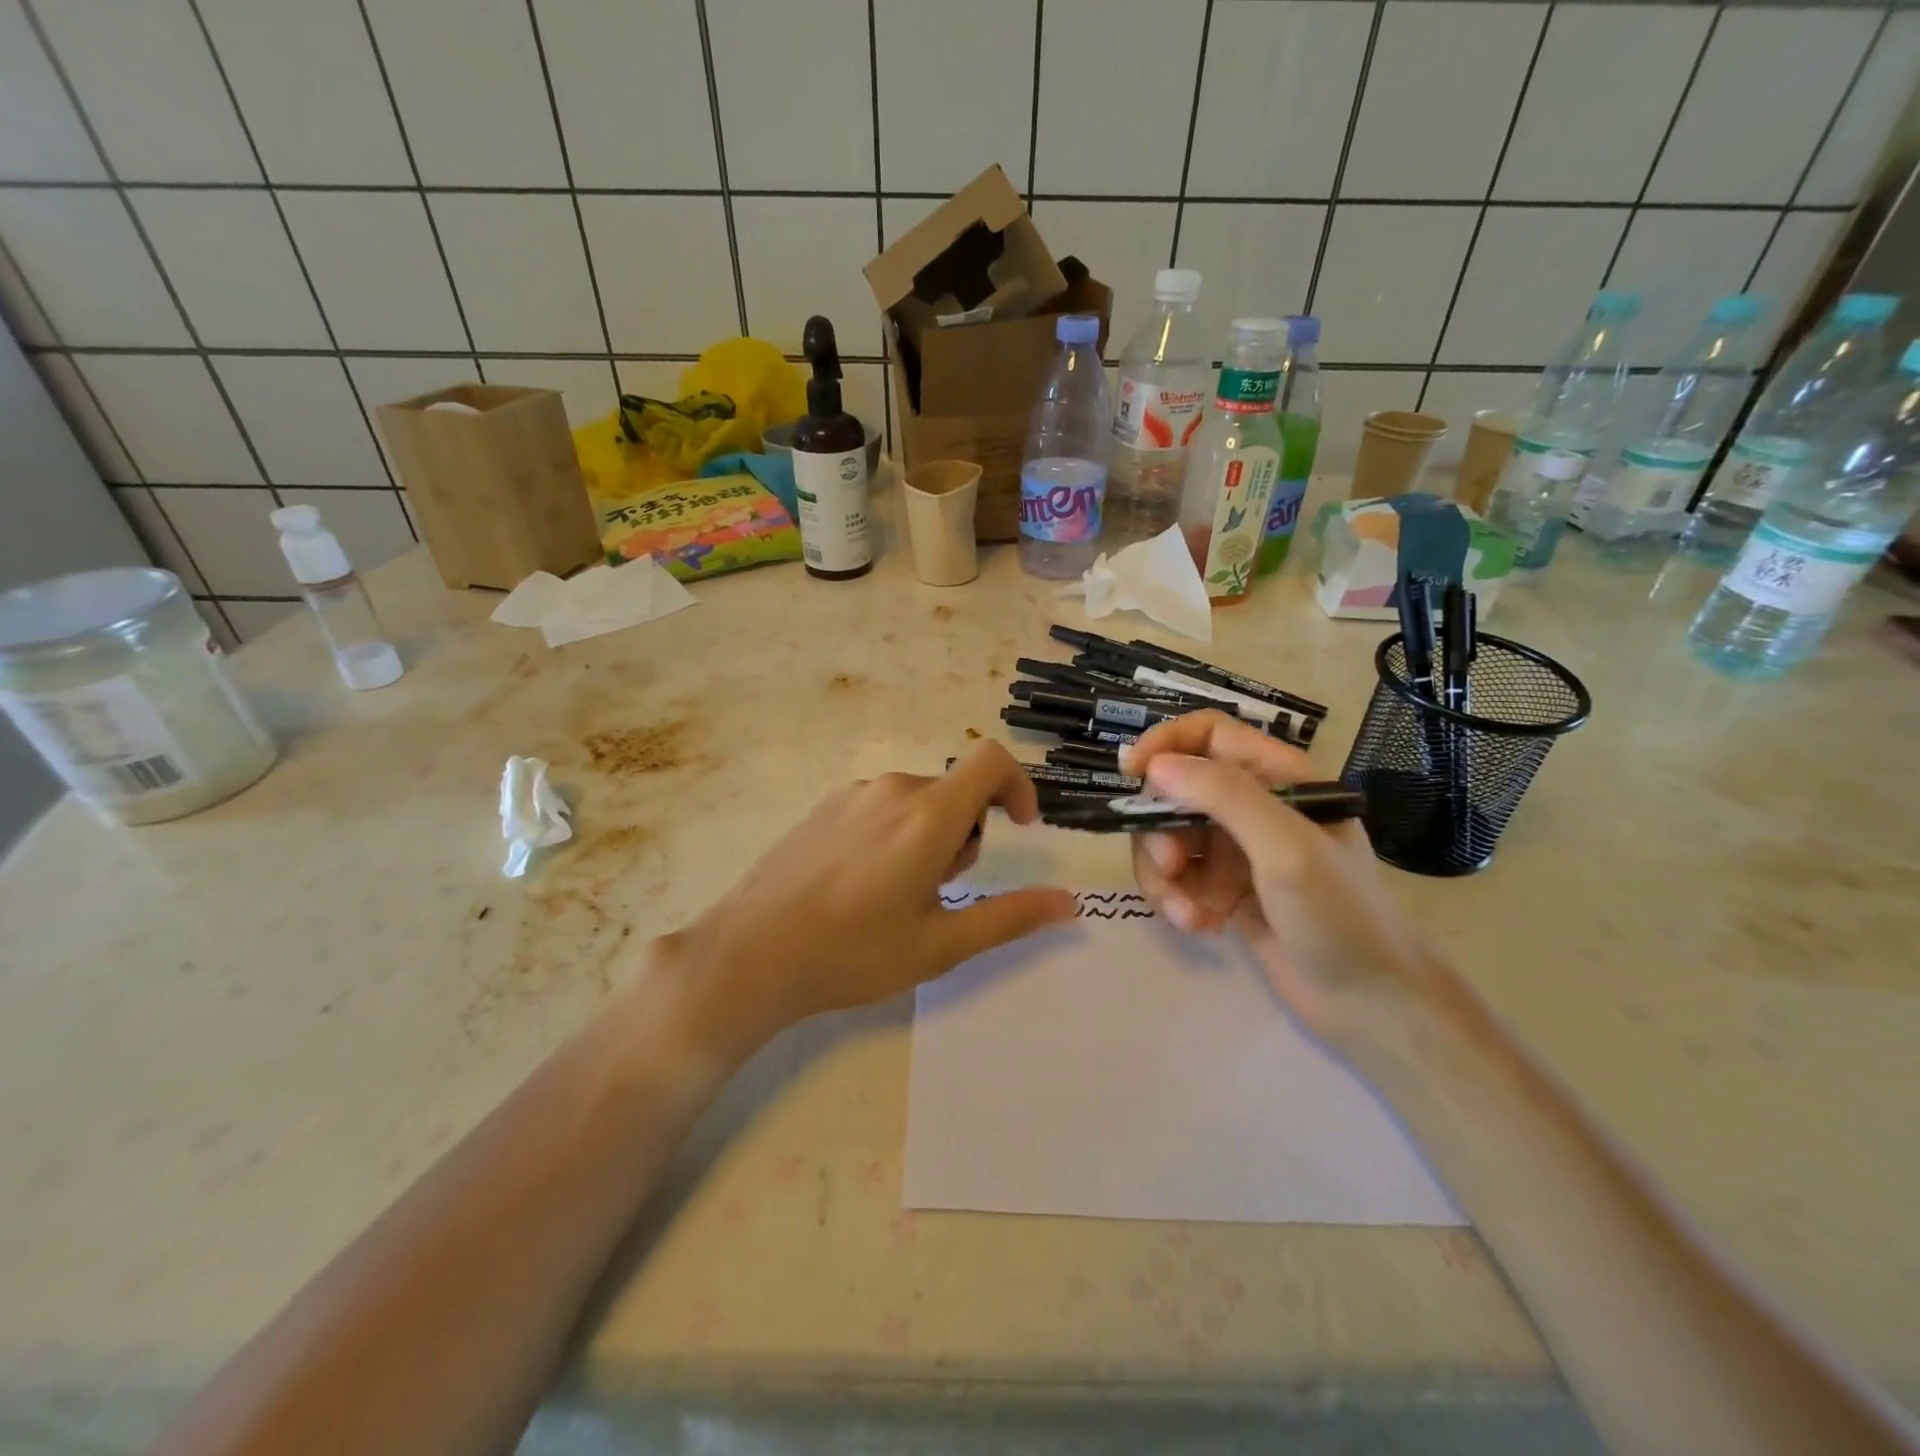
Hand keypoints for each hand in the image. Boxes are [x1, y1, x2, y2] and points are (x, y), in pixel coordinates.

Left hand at [658, 742, 1074, 1052]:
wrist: (750, 953)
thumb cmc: (853, 953)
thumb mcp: (940, 944)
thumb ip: (1010, 917)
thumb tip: (1069, 901)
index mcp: (928, 815)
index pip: (991, 761)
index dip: (1018, 785)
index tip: (1019, 828)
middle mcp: (892, 790)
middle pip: (955, 790)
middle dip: (966, 833)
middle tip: (939, 891)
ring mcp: (852, 795)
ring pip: (917, 800)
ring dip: (929, 836)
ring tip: (896, 896)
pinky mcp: (823, 807)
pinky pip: (880, 806)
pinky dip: (894, 833)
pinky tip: (860, 886)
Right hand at [1120, 712, 1436, 1046]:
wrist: (1372, 1005)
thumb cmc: (1341, 916)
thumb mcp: (1286, 848)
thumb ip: (1224, 797)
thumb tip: (1155, 766)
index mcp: (1279, 777)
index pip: (1209, 734)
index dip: (1166, 742)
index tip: (1133, 774)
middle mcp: (1254, 806)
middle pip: (1176, 791)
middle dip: (1161, 829)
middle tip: (1170, 867)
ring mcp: (1236, 850)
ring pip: (1168, 838)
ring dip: (1164, 874)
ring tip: (1187, 914)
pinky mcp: (1223, 890)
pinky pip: (1177, 878)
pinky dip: (1176, 899)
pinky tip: (1199, 926)